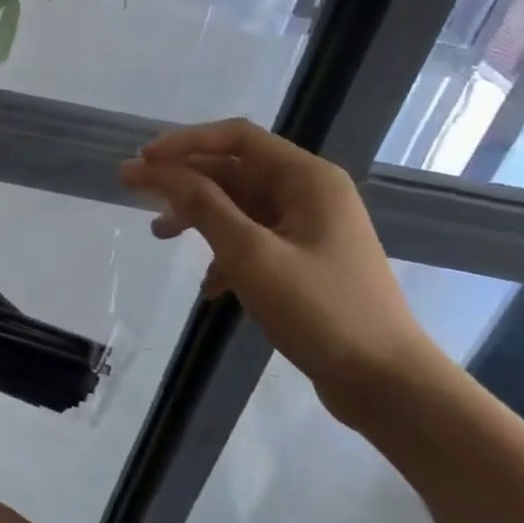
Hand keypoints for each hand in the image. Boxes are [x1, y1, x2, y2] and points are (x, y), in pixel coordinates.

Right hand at [119, 119, 441, 418]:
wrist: (388, 384)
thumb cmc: (320, 310)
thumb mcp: (250, 253)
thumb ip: (201, 204)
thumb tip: (155, 169)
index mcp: (307, 178)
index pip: (235, 138)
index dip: (184, 142)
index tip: (142, 160)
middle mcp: (310, 194)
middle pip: (233, 171)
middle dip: (184, 182)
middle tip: (135, 193)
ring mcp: (310, 229)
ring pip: (239, 207)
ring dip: (198, 218)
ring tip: (159, 236)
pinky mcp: (306, 262)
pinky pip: (253, 241)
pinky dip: (224, 255)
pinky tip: (210, 287)